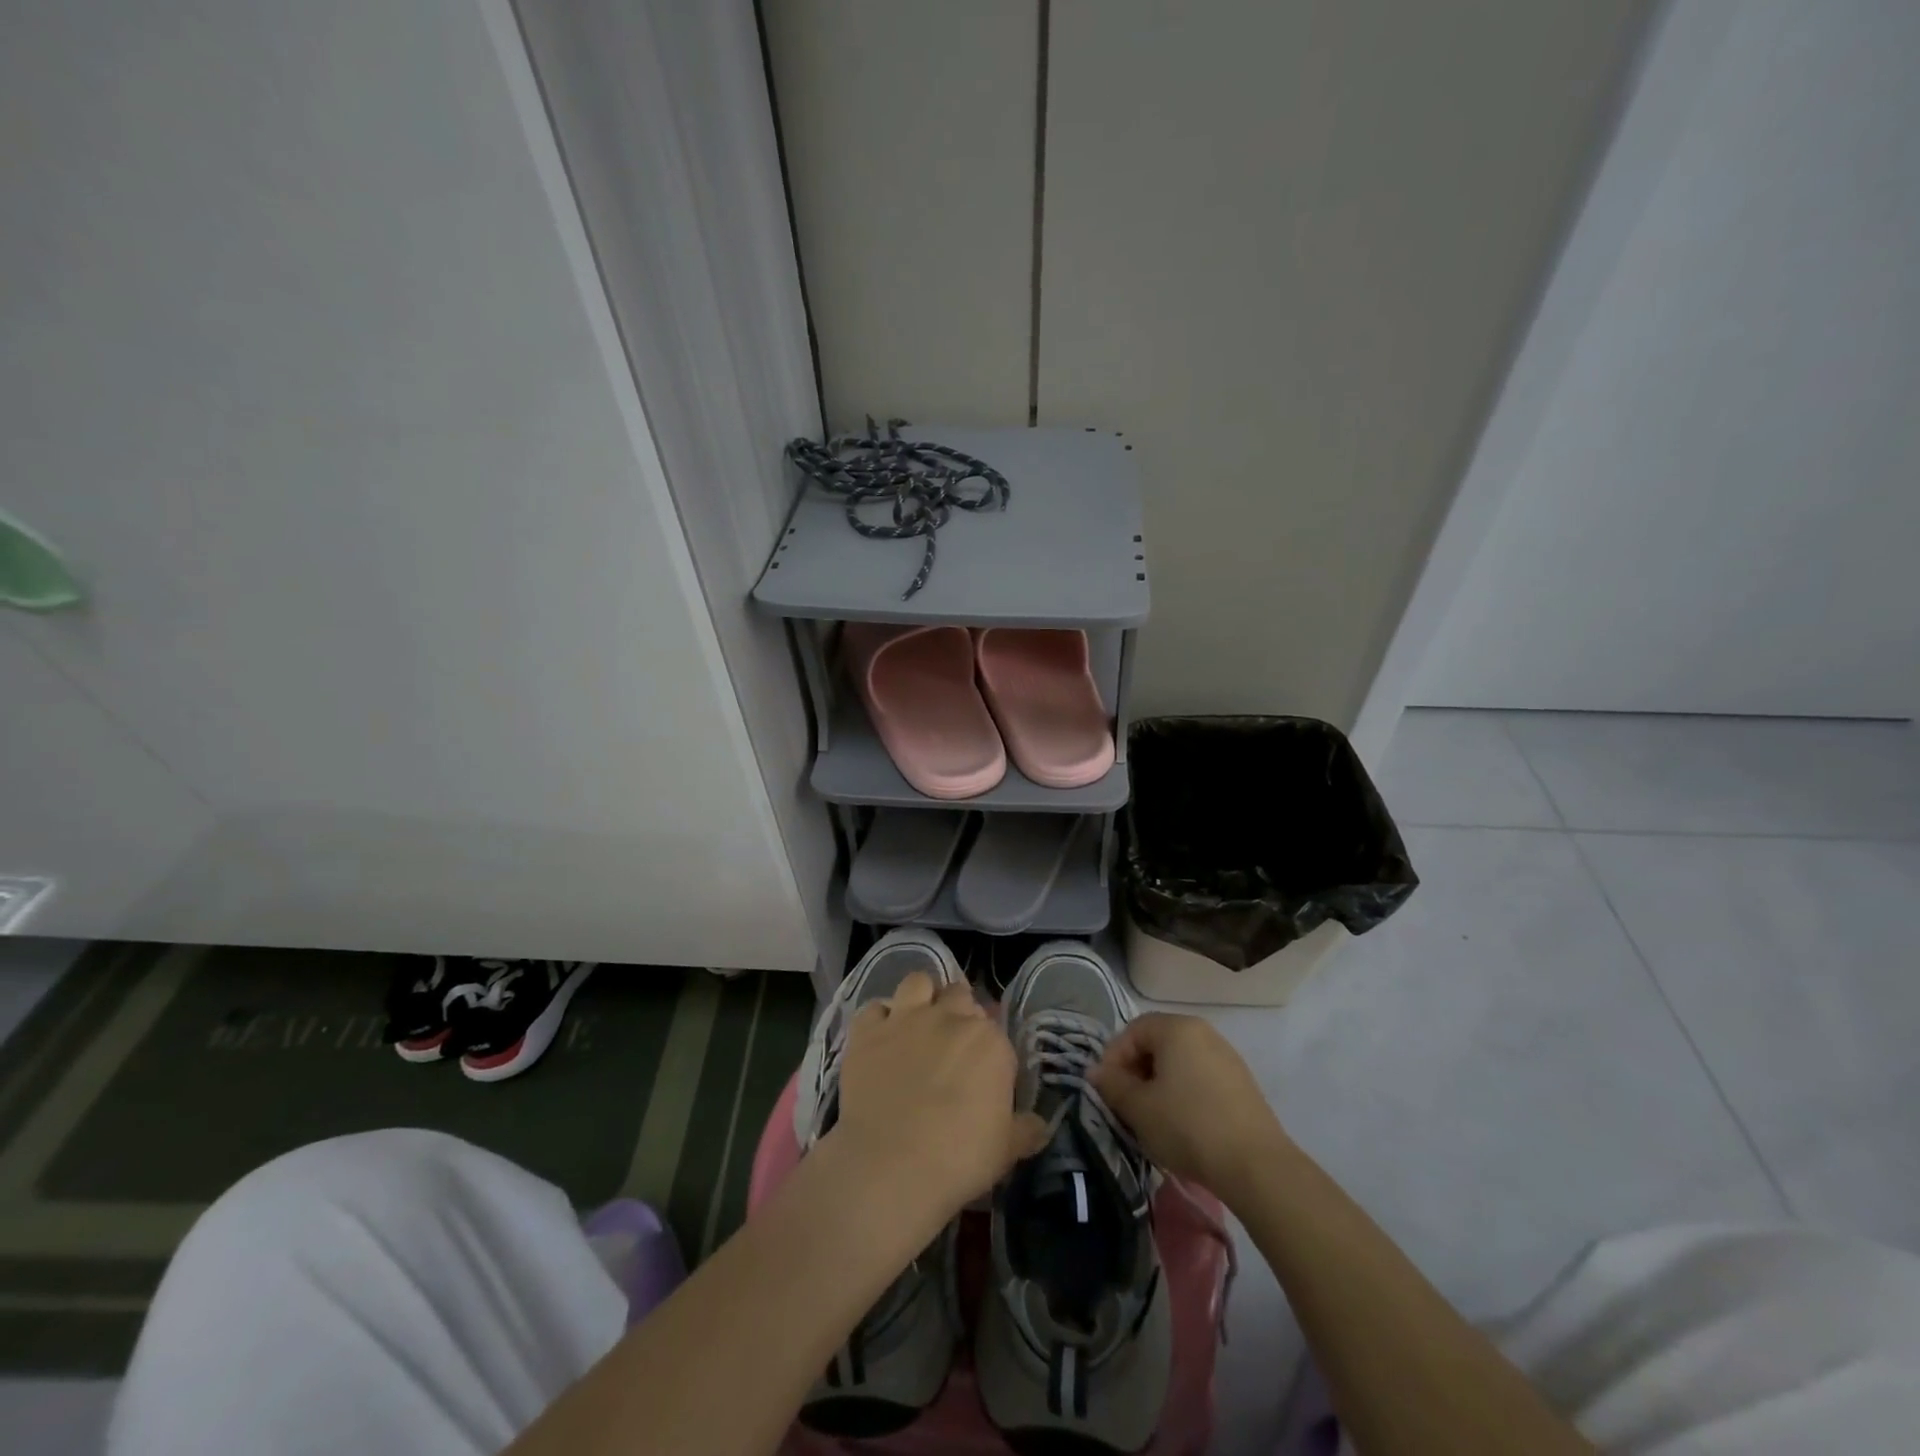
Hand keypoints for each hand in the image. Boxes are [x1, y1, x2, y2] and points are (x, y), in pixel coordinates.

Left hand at [831, 973, 1046, 1227]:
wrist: (890, 1165)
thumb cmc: (958, 1158)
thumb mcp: (1006, 1150)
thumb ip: (1026, 1130)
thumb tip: (1041, 1125)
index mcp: (990, 1041)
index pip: (995, 1028)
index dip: (988, 1046)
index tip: (983, 1068)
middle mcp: (949, 1017)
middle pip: (959, 995)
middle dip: (958, 1011)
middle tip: (952, 1042)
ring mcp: (905, 1018)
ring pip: (918, 982)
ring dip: (921, 996)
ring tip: (917, 1021)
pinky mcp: (867, 1030)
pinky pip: (874, 1008)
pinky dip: (878, 1019)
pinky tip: (880, 1038)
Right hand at [1091, 1013, 1290, 1205]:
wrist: (1255, 1166)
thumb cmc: (1187, 1126)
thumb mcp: (1139, 1108)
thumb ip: (1112, 1085)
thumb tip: (1095, 1072)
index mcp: (1177, 1028)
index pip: (1133, 1030)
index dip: (1114, 1058)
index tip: (1108, 1090)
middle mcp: (1203, 1032)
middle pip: (1157, 1043)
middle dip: (1136, 1071)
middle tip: (1127, 1104)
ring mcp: (1226, 1056)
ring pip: (1179, 1061)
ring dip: (1159, 1083)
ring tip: (1152, 1117)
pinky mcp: (1241, 1083)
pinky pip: (1200, 1077)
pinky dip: (1183, 1092)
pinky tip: (1182, 1124)